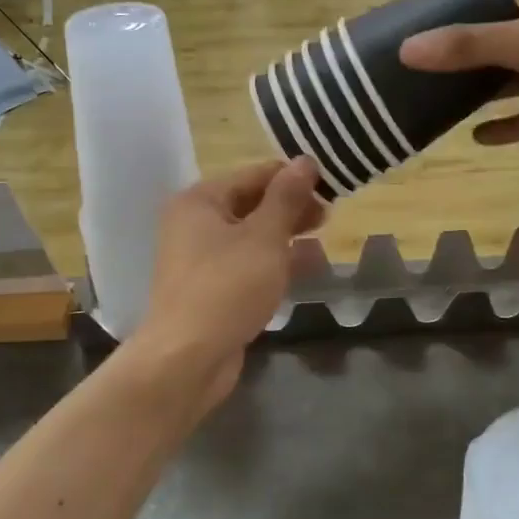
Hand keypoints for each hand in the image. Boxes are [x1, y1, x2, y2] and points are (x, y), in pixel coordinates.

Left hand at [132, 158, 323, 404]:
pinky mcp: (209, 289)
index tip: (331, 188)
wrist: (187, 358)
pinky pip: (246, 266)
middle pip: (251, 205)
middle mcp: (194, 224)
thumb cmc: (227, 287)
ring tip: (322, 243)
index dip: (293, 178)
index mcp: (200, 200)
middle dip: (290, 209)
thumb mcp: (264, 237)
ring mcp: (199, 259)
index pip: (254, 175)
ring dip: (285, 238)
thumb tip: (304, 161)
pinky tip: (304, 270)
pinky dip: (272, 264)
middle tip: (329, 218)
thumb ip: (286, 198)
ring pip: (251, 238)